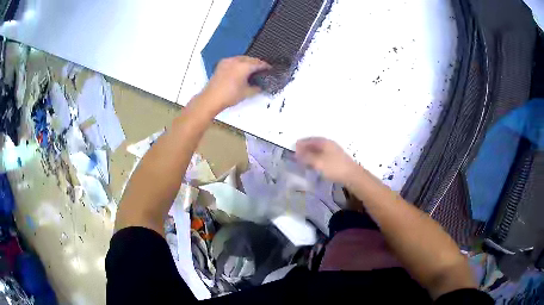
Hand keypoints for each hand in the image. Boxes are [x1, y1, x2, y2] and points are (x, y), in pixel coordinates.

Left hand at [201, 56, 270, 110]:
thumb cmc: (229, 96)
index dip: (266, 66)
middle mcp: (236, 61)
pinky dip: (240, 63)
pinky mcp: (221, 64)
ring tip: (252, 68)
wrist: (211, 98)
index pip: (259, 64)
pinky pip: (234, 60)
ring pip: (242, 58)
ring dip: (248, 62)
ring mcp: (228, 61)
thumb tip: (260, 86)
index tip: (270, 69)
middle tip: (262, 69)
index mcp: (244, 66)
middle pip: (251, 59)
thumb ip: (257, 88)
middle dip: (257, 63)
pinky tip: (241, 69)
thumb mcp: (247, 93)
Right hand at [295, 137, 357, 183]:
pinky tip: (314, 164)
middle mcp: (329, 144)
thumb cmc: (334, 167)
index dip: (301, 143)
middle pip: (315, 144)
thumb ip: (306, 156)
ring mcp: (334, 151)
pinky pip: (323, 155)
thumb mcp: (318, 162)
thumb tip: (297, 151)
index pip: (310, 139)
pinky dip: (316, 158)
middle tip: (297, 154)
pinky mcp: (336, 159)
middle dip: (305, 148)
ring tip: (303, 159)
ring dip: (311, 153)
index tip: (294, 147)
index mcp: (325, 142)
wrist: (352, 176)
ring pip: (319, 150)